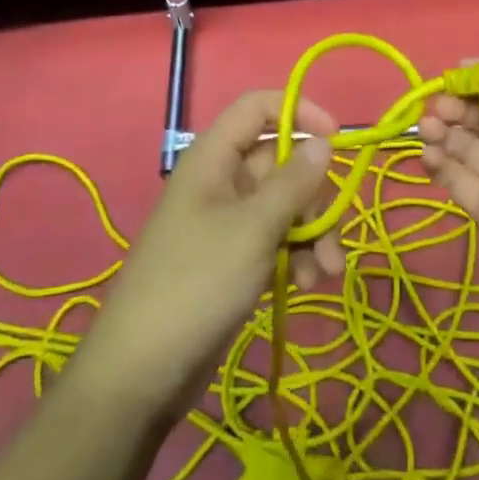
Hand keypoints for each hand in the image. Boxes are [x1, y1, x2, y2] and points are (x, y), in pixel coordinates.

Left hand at [74, 91, 347, 419]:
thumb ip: (294, 182)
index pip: (257, 108)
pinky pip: (276, 240)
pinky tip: (310, 285)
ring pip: (285, 206)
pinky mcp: (234, 259)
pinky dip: (298, 256)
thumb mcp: (254, 228)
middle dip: (315, 195)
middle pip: (281, 162)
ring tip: (328, 273)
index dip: (298, 112)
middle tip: (332, 231)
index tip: (336, 139)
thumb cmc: (197, 282)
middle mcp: (221, 181)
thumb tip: (324, 142)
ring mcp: (227, 222)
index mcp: (214, 158)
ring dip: (313, 233)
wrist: (142, 372)